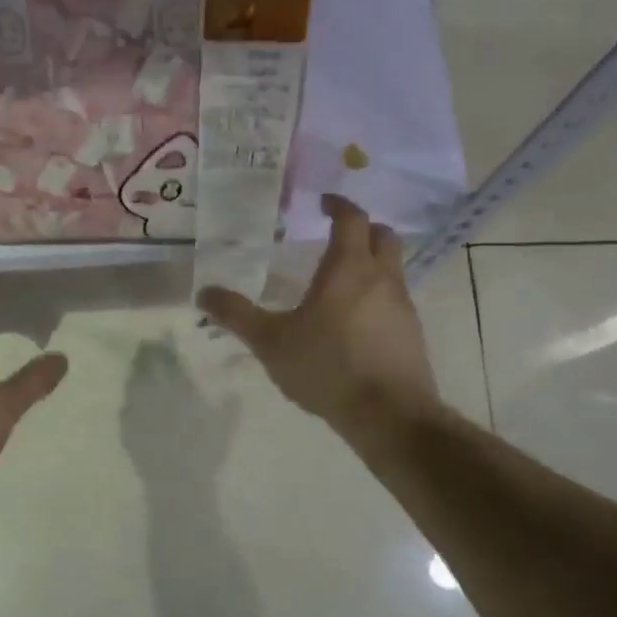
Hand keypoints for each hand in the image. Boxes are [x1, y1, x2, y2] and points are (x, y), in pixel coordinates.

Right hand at [196, 194, 439, 446]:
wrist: (388, 415)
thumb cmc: (327, 368)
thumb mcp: (271, 342)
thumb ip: (237, 316)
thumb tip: (204, 293)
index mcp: (348, 269)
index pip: (351, 218)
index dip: (338, 205)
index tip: (323, 202)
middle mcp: (382, 278)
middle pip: (382, 235)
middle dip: (361, 228)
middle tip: (335, 236)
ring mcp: (403, 305)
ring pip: (392, 268)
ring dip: (371, 263)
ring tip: (339, 282)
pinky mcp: (412, 333)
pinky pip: (395, 299)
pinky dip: (377, 295)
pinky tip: (355, 322)